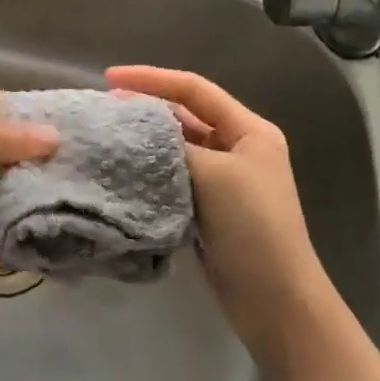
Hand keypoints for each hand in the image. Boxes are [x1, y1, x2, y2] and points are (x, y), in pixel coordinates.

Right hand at [106, 66, 326, 364]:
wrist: (276, 302)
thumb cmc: (252, 226)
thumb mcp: (213, 173)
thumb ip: (172, 143)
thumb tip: (132, 129)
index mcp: (249, 130)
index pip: (194, 89)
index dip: (152, 78)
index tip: (109, 77)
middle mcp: (238, 148)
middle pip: (184, 115)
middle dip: (145, 108)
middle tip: (104, 108)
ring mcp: (224, 180)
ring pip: (176, 146)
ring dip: (145, 140)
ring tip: (106, 135)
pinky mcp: (208, 208)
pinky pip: (173, 176)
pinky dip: (149, 170)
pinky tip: (122, 170)